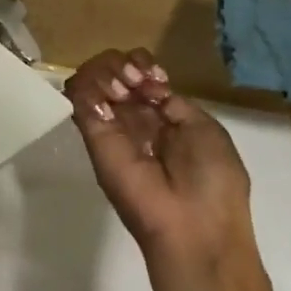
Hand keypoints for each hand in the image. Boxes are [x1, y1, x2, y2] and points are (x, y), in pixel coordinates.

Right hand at [64, 48, 257, 284]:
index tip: (154, 77)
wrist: (193, 226)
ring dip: (106, 71)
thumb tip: (144, 87)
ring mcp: (108, 125)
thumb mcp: (205, 130)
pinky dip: (90, 84)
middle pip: (112, 70)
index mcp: (160, 116)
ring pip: (91, 78)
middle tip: (137, 82)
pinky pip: (79, 97)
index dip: (141, 65)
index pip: (138, 74)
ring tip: (125, 88)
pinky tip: (113, 95)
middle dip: (122, 64)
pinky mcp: (91, 135)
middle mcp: (131, 117)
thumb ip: (173, 102)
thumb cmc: (211, 181)